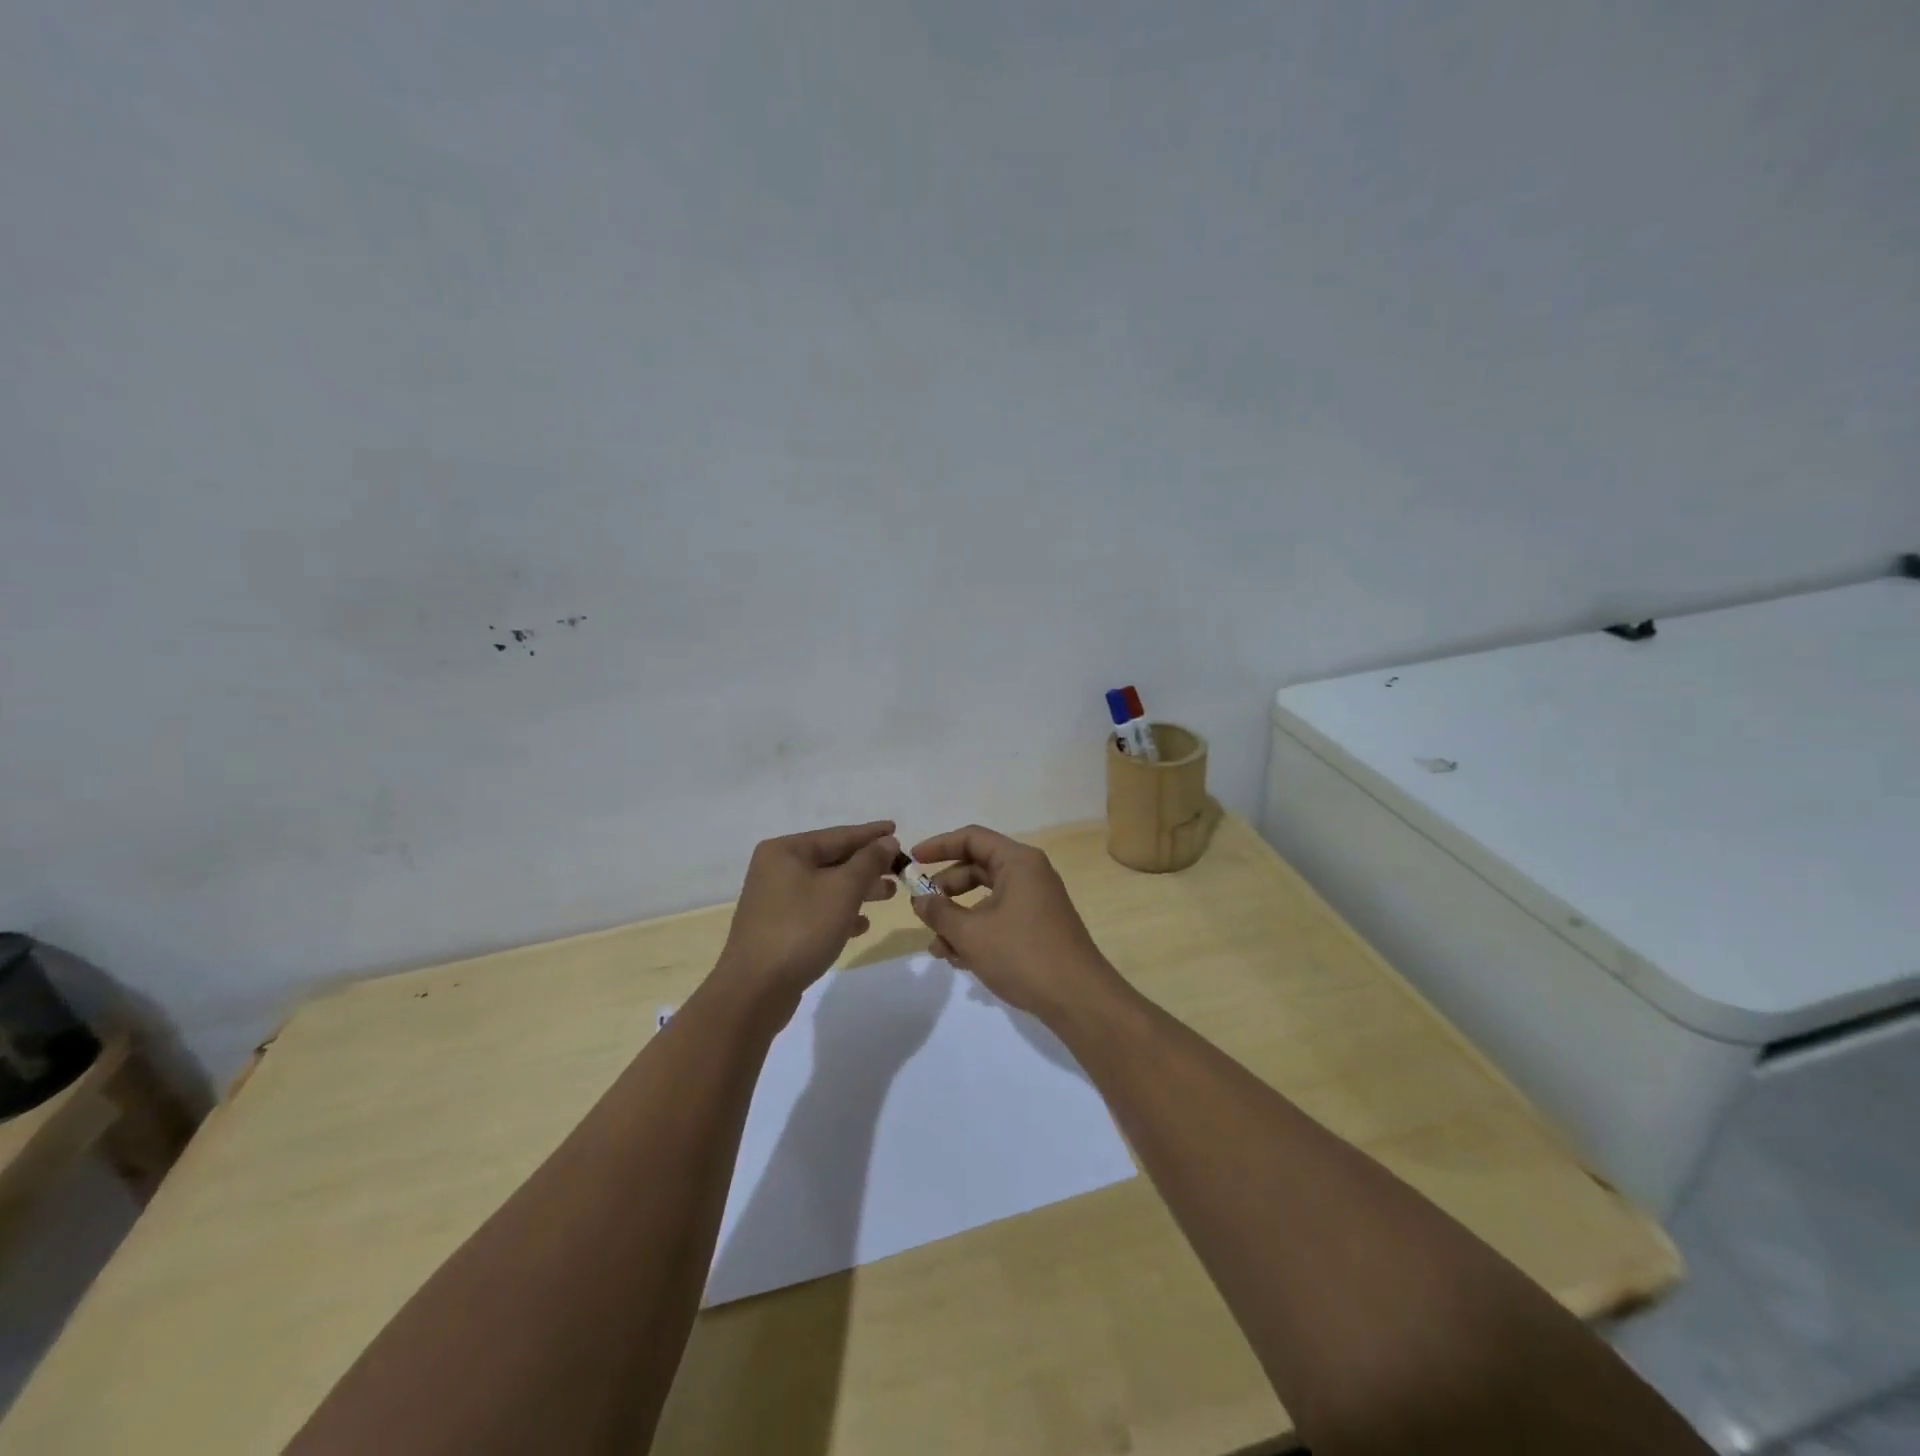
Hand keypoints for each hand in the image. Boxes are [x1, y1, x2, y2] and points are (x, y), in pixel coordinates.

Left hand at [717, 821, 899, 1003]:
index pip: (838, 835)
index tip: (897, 828)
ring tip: (889, 894)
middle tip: (899, 868)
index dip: (870, 834)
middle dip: (867, 865)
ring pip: (826, 886)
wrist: (755, 990)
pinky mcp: (778, 928)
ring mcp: (775, 900)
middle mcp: (776, 869)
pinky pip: (816, 910)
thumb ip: (869, 861)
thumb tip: (887, 841)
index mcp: (786, 851)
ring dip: (858, 889)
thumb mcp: (843, 890)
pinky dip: (840, 912)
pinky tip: (862, 924)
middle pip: (832, 860)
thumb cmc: (801, 929)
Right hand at [907, 825, 1120, 1020]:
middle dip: (946, 889)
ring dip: (958, 918)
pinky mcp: (1038, 927)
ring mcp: (1036, 901)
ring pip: (986, 898)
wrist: (1078, 999)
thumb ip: (939, 912)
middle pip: (977, 867)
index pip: (972, 838)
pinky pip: (999, 917)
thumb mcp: (971, 933)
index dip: (938, 845)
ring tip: (938, 948)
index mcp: (1018, 862)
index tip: (912, 860)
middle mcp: (1029, 874)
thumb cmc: (1023, 955)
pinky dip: (977, 932)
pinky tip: (959, 960)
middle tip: (922, 909)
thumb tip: (920, 899)